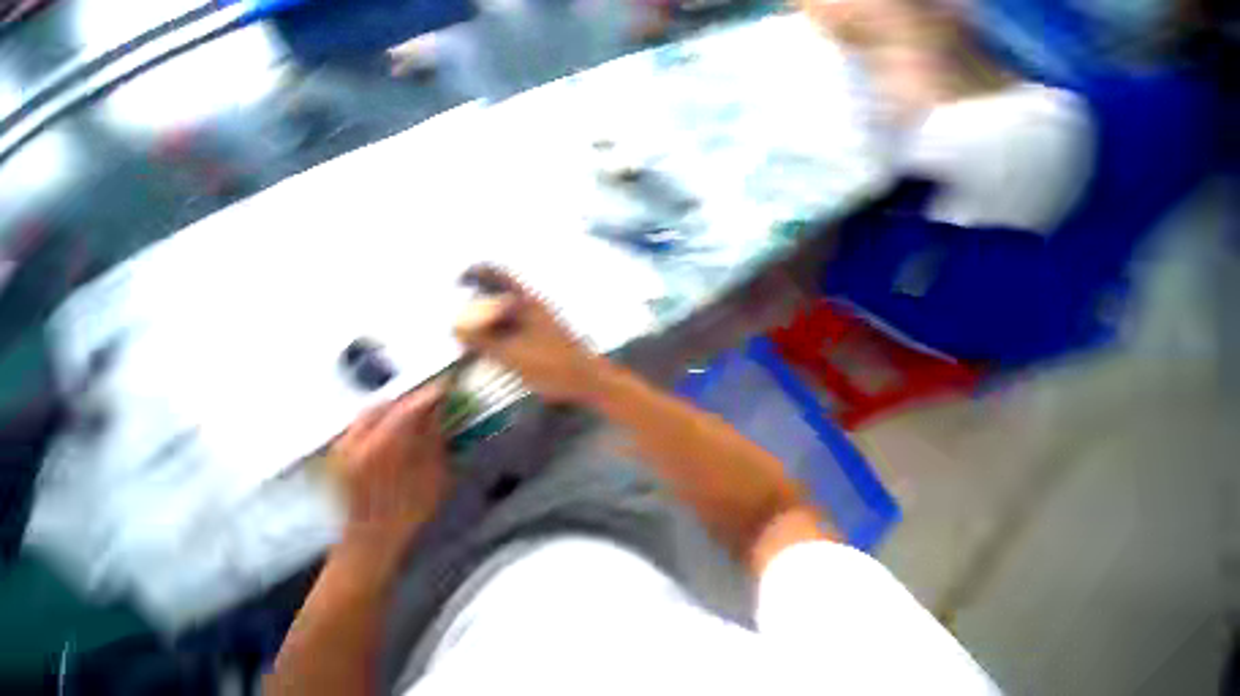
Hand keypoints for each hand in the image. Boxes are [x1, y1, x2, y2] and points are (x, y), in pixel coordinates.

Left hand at [328, 384, 449, 548]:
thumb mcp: (434, 472)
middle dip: (412, 398)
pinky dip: (381, 419)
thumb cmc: (409, 510)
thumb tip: (440, 409)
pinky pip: (361, 424)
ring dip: (396, 407)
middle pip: (387, 403)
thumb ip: (435, 436)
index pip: (412, 405)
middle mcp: (358, 441)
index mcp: (385, 447)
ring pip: (372, 411)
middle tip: (433, 399)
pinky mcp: (339, 454)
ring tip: (416, 413)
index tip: (449, 385)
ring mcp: (344, 448)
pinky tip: (396, 429)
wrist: (371, 540)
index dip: (433, 392)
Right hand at [454, 265, 605, 404]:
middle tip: (462, 331)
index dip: (474, 273)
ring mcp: (537, 323)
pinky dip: (498, 339)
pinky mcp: (539, 339)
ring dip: (486, 327)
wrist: (586, 380)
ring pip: (504, 317)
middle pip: (497, 297)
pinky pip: (512, 332)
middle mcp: (532, 308)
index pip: (497, 274)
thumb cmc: (552, 365)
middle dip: (475, 309)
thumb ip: (482, 340)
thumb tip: (455, 327)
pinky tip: (490, 356)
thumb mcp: (512, 353)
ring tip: (472, 347)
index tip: (457, 284)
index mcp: (527, 303)